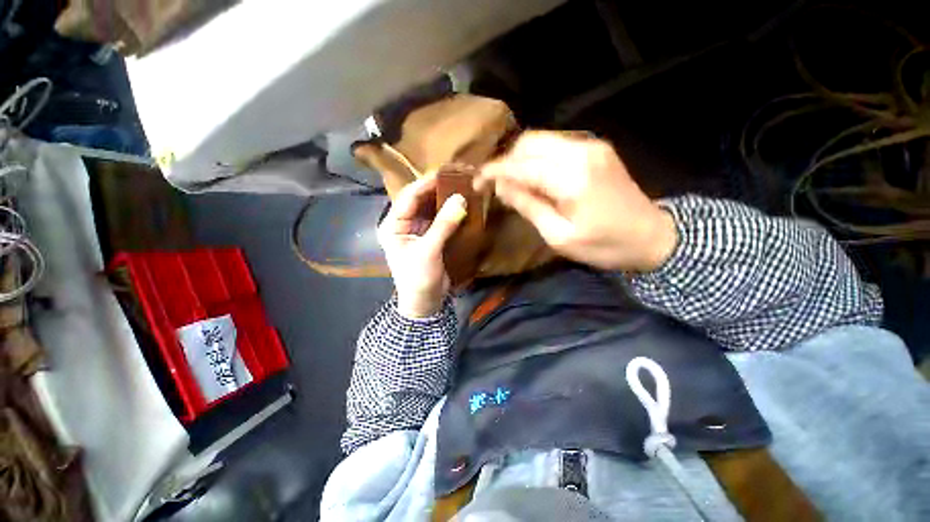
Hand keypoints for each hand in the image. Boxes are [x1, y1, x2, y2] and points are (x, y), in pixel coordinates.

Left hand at [378, 176, 466, 317]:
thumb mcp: (429, 251)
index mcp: (393, 225)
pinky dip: (449, 212)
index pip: (408, 197)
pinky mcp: (430, 237)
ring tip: (461, 185)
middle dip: (437, 188)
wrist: (424, 302)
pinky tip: (461, 203)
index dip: (426, 183)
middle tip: (456, 176)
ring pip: (430, 208)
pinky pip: (439, 219)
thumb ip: (443, 225)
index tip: (445, 172)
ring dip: (444, 199)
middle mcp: (403, 224)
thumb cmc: (418, 278)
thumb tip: (460, 199)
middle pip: (419, 200)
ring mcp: (417, 230)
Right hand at [476, 131, 676, 271]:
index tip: (476, 182)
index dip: (494, 171)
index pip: (521, 165)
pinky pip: (555, 145)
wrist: (653, 237)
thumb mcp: (559, 236)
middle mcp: (581, 150)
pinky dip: (537, 158)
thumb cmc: (604, 245)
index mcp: (571, 177)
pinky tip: (534, 177)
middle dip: (506, 161)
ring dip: (520, 159)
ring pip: (541, 140)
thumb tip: (501, 187)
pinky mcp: (595, 148)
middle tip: (495, 185)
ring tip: (512, 182)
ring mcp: (591, 145)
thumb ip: (528, 206)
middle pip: (529, 143)